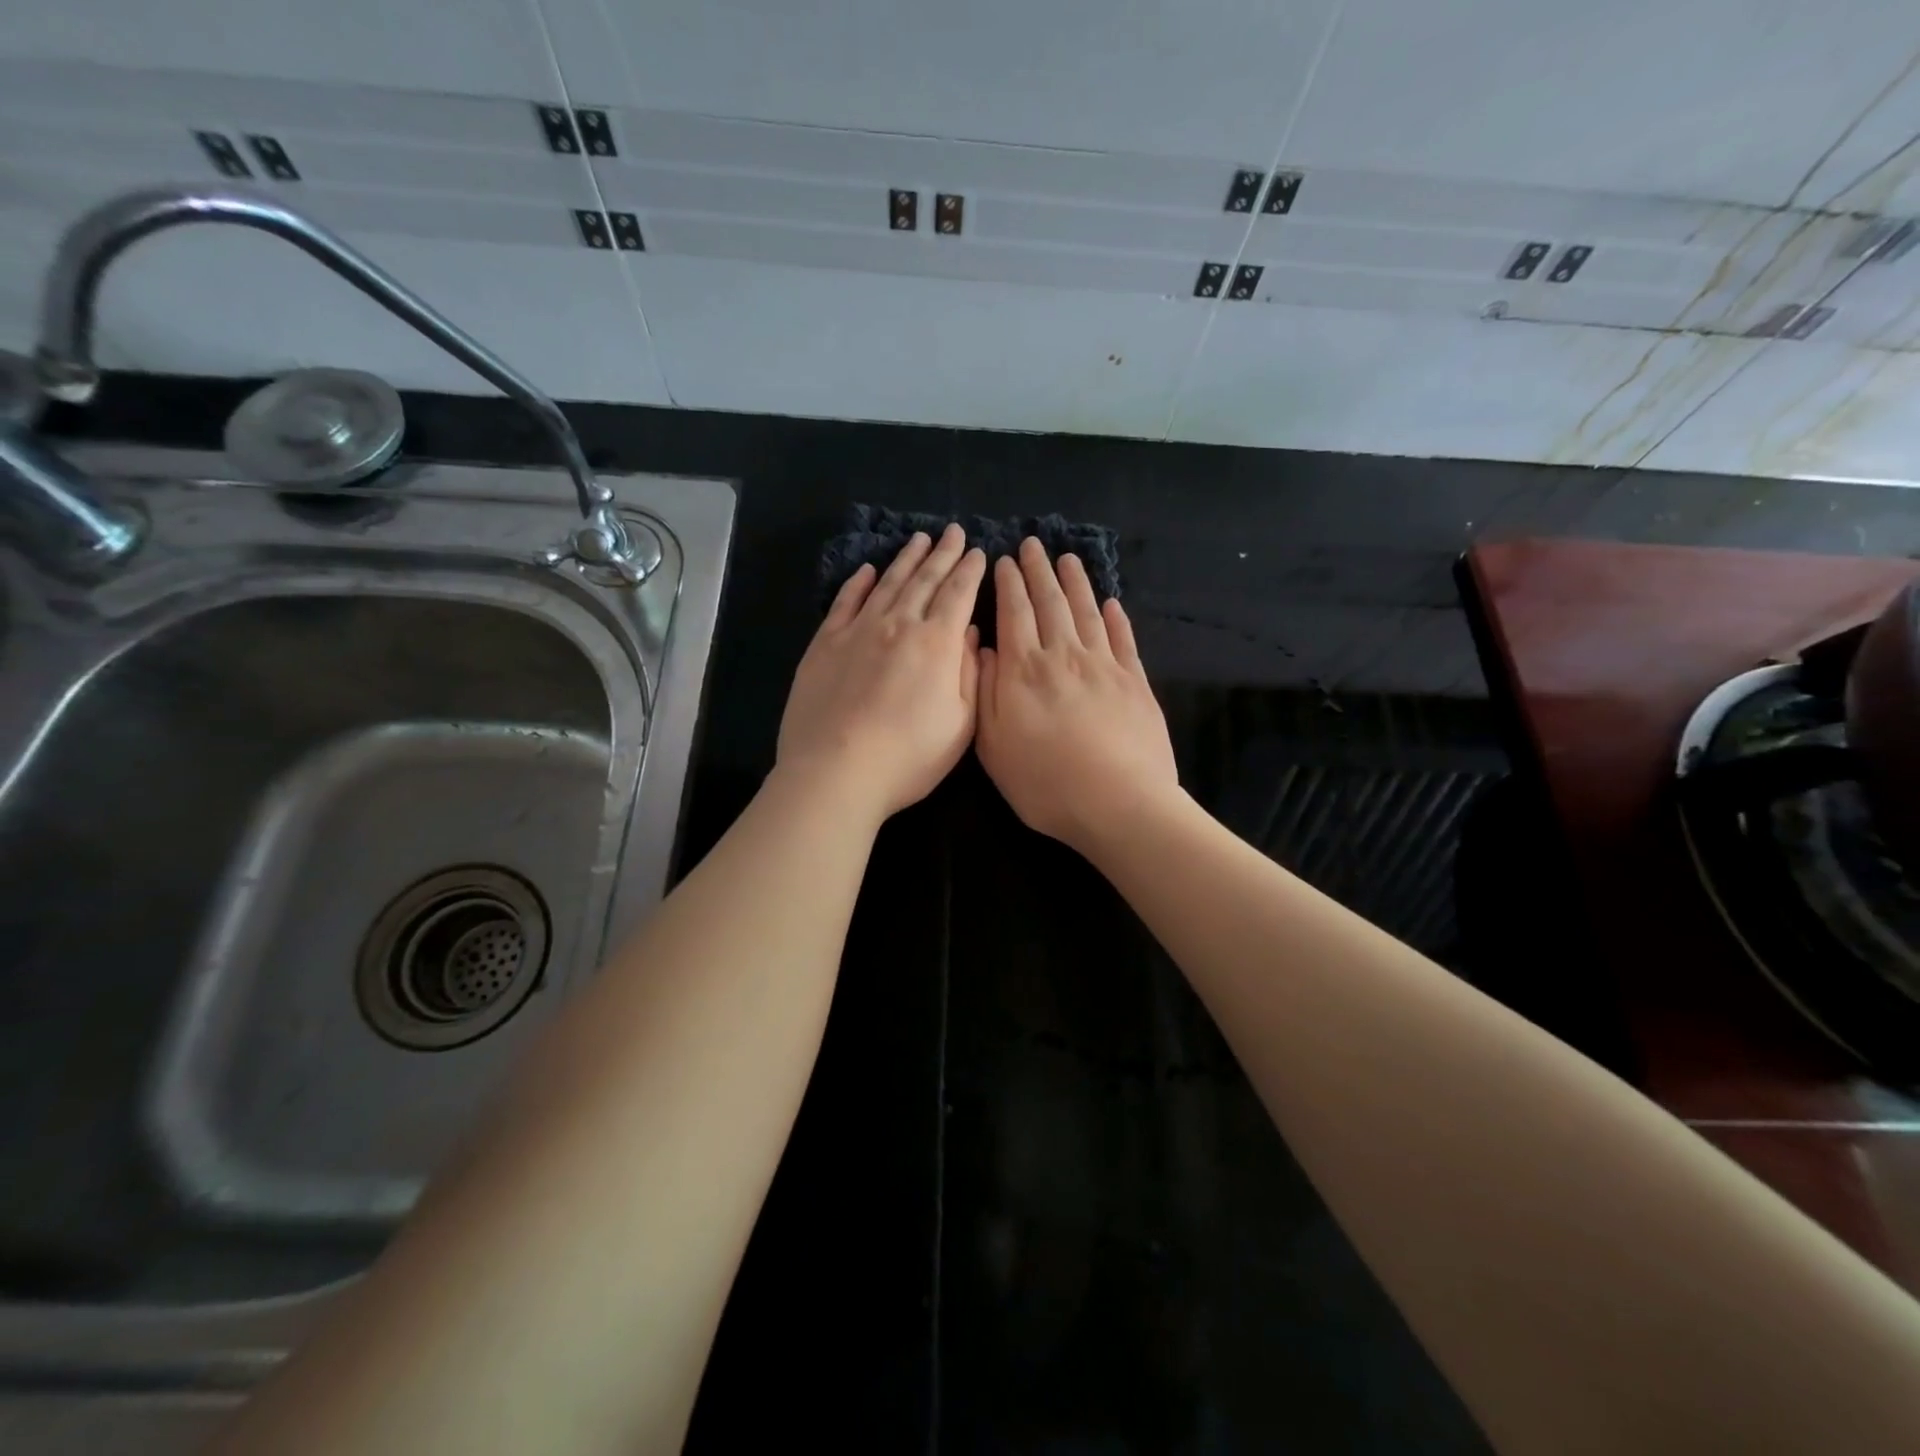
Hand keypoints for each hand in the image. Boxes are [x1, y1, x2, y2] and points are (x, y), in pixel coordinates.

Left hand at [777, 524, 986, 822]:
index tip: (979, 552)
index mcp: (936, 643)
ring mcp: (858, 630)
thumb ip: (968, 673)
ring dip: (906, 559)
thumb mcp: (961, 724)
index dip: (971, 571)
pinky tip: (868, 570)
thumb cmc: (909, 756)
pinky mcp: (825, 643)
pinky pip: (845, 602)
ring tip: (919, 540)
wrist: (836, 770)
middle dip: (943, 554)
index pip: (958, 594)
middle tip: (954, 532)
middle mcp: (899, 624)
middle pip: (925, 580)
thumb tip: (969, 633)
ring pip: (888, 583)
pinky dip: (859, 583)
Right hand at [975, 537, 1178, 853]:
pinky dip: (1116, 617)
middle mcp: (1064, 656)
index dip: (1009, 584)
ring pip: (1087, 612)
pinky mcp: (1136, 682)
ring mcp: (1105, 666)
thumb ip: (986, 692)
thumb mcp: (993, 746)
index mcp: (1024, 670)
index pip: (1014, 613)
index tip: (1004, 560)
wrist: (1119, 804)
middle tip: (1033, 544)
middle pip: (1051, 602)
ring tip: (1068, 559)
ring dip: (1076, 582)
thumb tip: (984, 649)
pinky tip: (1111, 602)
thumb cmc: (1045, 783)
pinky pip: (1124, 639)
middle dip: (1039, 571)